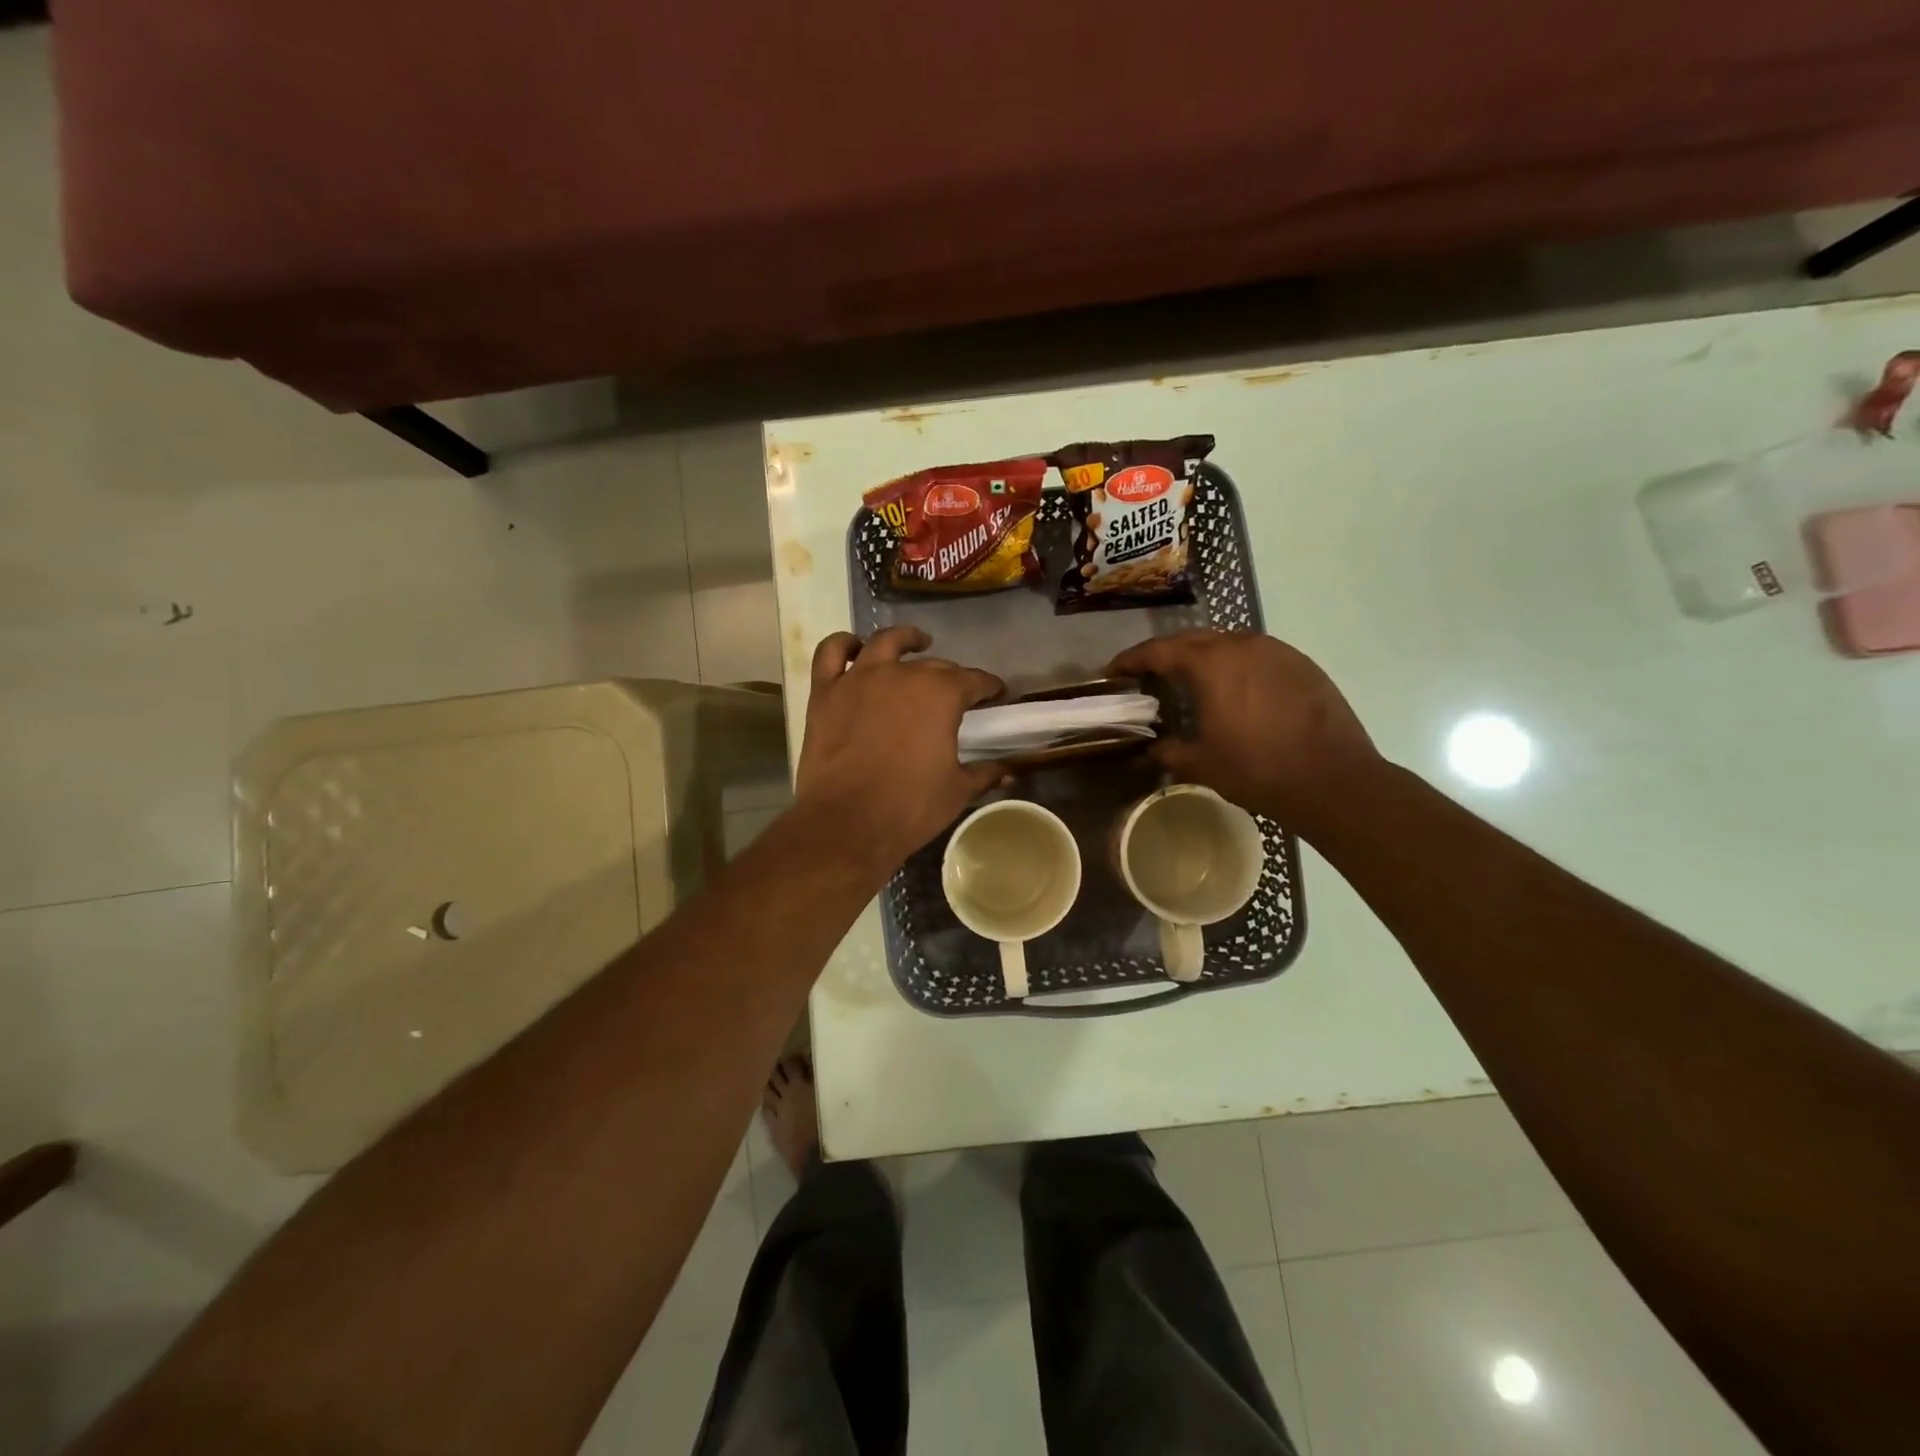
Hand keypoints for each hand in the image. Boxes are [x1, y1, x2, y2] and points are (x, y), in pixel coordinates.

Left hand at [796, 627, 1007, 870]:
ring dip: (905, 640)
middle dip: (951, 676)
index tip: (996, 694)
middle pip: (934, 666)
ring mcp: (859, 678)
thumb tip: (1009, 771)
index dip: (989, 687)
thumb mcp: (957, 791)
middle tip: (956, 693)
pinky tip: (856, 648)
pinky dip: (844, 644)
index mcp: (941, 694)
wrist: (847, 823)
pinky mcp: (826, 691)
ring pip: (885, 643)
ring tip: (915, 645)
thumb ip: (985, 773)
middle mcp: (902, 674)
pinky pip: (832, 653)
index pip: (974, 681)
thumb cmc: (910, 807)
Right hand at [1108, 629, 1380, 830]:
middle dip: (1166, 654)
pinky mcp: (1301, 664)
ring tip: (1190, 681)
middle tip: (1148, 675)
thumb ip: (1168, 751)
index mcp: (1210, 663)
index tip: (1113, 671)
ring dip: (1203, 658)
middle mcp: (1241, 644)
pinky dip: (1235, 666)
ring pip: (1227, 643)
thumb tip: (1149, 750)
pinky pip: (1256, 655)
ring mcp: (1276, 651)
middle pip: (1192, 639)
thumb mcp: (1201, 764)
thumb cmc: (1258, 769)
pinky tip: (1235, 691)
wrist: (1334, 779)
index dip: (1130, 659)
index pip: (1158, 650)